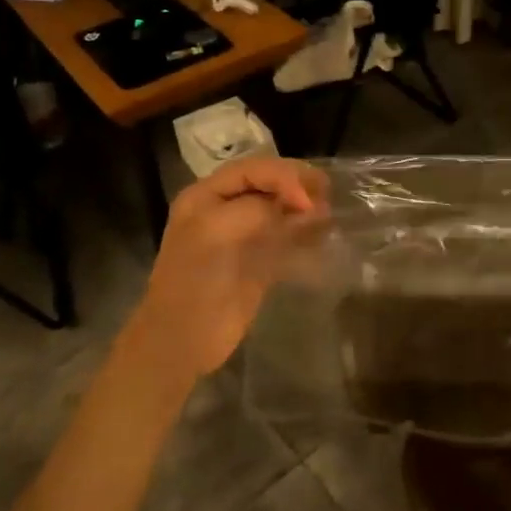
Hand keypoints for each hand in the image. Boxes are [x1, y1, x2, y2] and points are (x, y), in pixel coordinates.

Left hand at [131, 156, 328, 378]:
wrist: (183, 341)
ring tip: (328, 213)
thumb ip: (254, 210)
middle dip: (297, 185)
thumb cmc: (193, 282)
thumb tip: (294, 209)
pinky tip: (322, 234)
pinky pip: (286, 237)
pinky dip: (305, 232)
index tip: (306, 200)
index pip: (253, 169)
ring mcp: (243, 236)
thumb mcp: (215, 233)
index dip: (283, 176)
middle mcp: (225, 209)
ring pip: (280, 208)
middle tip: (326, 194)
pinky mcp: (259, 261)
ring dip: (304, 206)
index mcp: (206, 196)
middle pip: (269, 184)